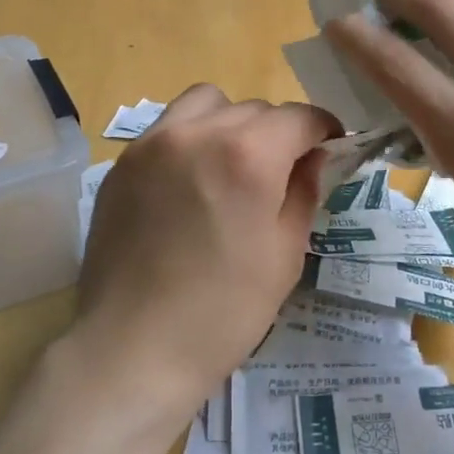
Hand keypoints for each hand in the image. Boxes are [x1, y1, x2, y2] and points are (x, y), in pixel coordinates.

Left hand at [70, 85, 340, 434]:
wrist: (133, 349)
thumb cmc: (223, 311)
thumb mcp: (285, 254)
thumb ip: (304, 191)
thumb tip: (313, 157)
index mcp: (248, 154)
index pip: (298, 117)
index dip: (323, 129)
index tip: (330, 147)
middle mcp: (198, 132)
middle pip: (254, 108)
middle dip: (278, 132)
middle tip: (282, 171)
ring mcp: (152, 143)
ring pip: (206, 104)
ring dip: (230, 122)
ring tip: (231, 165)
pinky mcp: (123, 163)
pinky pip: (168, 128)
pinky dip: (191, 138)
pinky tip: (189, 183)